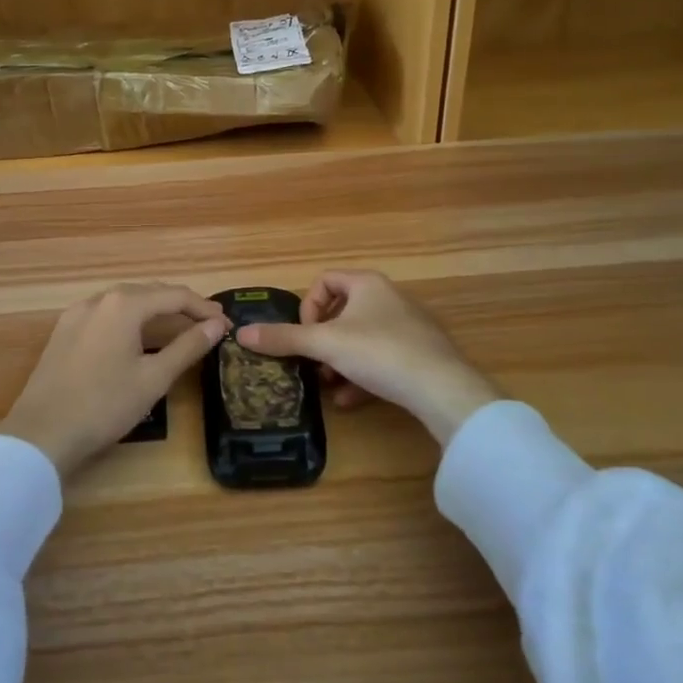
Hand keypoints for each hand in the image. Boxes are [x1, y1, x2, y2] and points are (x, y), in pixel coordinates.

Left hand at [0, 283, 228, 477]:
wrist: (41, 434)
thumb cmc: (104, 405)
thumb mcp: (153, 378)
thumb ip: (187, 347)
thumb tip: (216, 326)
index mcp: (124, 304)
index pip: (175, 295)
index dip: (204, 309)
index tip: (227, 324)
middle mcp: (99, 299)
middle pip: (149, 292)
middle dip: (181, 306)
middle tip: (208, 324)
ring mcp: (77, 314)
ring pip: (125, 302)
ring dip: (155, 310)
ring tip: (179, 327)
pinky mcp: (64, 332)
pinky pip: (106, 314)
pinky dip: (130, 319)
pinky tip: (138, 337)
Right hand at [235, 270, 499, 445]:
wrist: (441, 388)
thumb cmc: (379, 352)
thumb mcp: (325, 344)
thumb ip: (284, 338)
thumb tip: (241, 333)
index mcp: (367, 283)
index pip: (325, 281)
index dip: (307, 307)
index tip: (304, 334)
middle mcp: (388, 298)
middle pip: (342, 313)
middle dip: (322, 342)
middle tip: (313, 365)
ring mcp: (407, 326)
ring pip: (360, 340)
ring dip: (338, 362)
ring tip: (329, 387)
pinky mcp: (419, 354)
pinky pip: (381, 359)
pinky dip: (361, 376)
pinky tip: (350, 400)